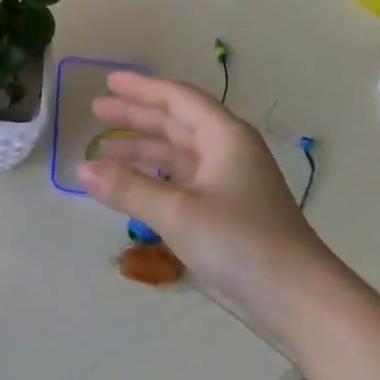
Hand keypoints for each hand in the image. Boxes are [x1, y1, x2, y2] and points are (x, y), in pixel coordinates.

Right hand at [79, 72, 367, 340]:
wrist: (296, 298)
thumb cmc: (240, 242)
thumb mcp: (178, 212)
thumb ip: (129, 188)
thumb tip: (82, 169)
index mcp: (225, 138)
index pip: (178, 100)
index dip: (142, 88)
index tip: (108, 81)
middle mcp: (228, 153)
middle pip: (176, 124)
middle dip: (137, 116)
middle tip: (97, 111)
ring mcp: (228, 184)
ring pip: (178, 155)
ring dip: (142, 151)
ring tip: (103, 151)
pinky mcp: (225, 213)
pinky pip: (182, 182)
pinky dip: (154, 180)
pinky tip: (132, 187)